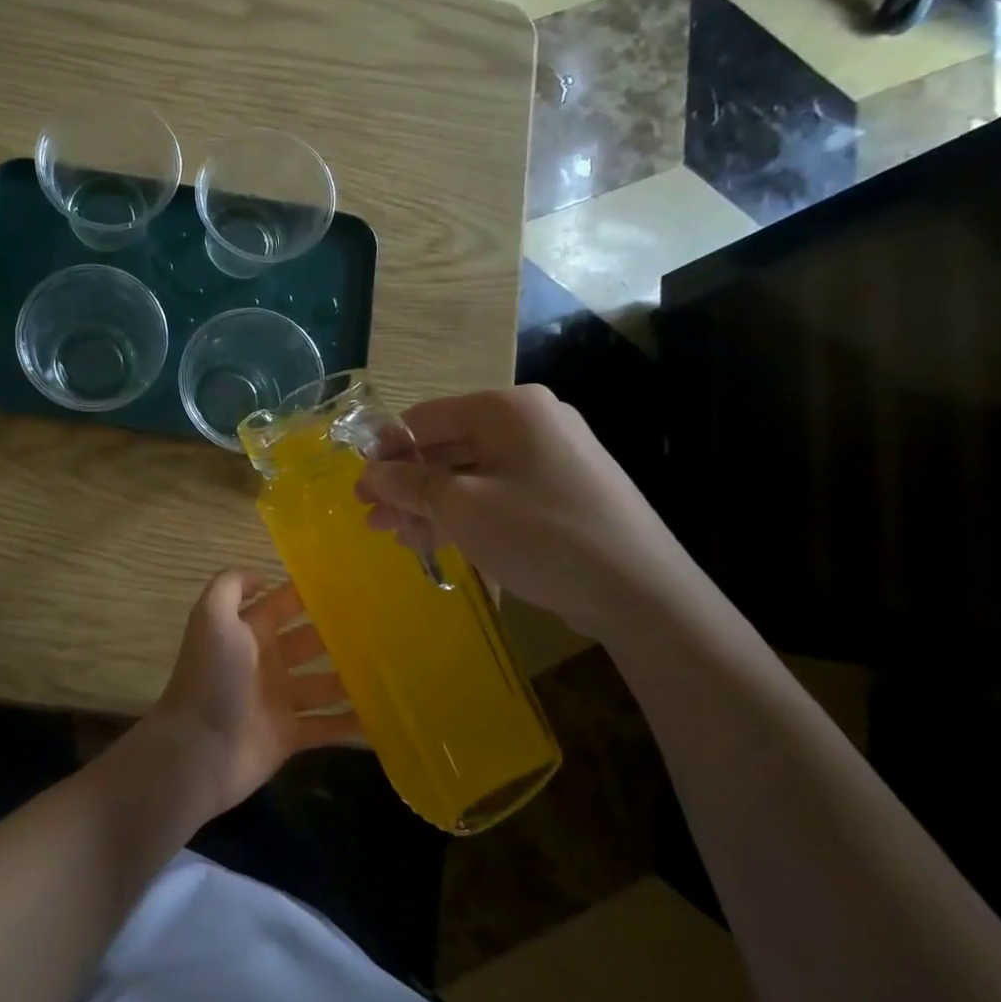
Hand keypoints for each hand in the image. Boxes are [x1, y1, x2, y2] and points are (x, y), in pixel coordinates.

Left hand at [148, 569, 359, 820]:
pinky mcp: (289, 736)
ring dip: (351, 676)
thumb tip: (263, 577)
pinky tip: (383, 714)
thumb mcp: (211, 618)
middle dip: (339, 633)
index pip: (283, 605)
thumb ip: (231, 586)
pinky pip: (327, 726)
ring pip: (324, 683)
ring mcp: (278, 700)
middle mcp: (265, 662)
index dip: (309, 594)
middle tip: (384, 626)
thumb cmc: (210, 678)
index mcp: (248, 632)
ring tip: (394, 666)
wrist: (198, 750)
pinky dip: (351, 722)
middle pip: (309, 642)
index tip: (351, 584)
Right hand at [354, 386, 691, 640]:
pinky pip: (497, 492)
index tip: (358, 484)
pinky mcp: (561, 492)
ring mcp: (550, 457)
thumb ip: (410, 484)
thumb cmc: (541, 534)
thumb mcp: (462, 507)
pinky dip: (463, 512)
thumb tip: (371, 474)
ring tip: (395, 535)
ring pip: (470, 473)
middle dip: (405, 483)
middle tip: (371, 515)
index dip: (385, 449)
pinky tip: (434, 539)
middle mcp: (530, 422)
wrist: (641, 592)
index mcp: (507, 409)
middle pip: (448, 446)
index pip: (426, 417)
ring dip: (429, 502)